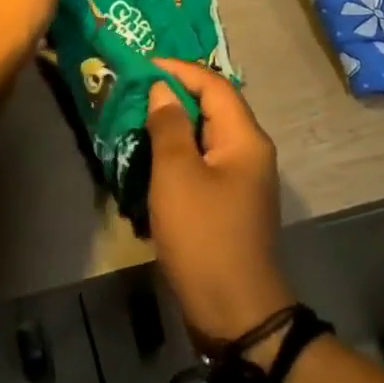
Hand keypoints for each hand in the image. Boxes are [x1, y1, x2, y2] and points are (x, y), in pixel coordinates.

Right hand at [146, 60, 295, 358]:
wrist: (237, 317)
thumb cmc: (205, 237)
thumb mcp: (177, 175)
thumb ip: (169, 125)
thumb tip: (162, 89)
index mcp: (244, 138)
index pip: (212, 84)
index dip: (178, 69)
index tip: (142, 66)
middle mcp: (249, 151)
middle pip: (211, 106)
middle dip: (173, 94)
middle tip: (134, 91)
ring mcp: (241, 179)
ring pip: (204, 135)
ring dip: (172, 125)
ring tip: (136, 120)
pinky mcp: (230, 202)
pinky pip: (202, 162)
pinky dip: (178, 153)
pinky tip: (151, 159)